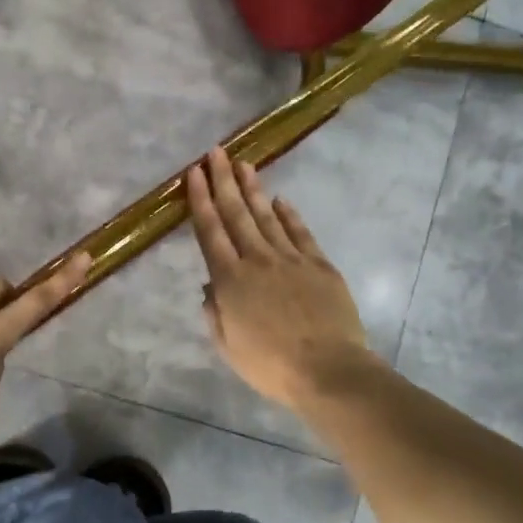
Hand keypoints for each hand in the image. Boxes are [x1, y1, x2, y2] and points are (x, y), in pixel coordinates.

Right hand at [186, 147, 373, 408]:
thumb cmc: (270, 366)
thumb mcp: (228, 346)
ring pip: (266, 216)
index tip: (194, 174)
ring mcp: (291, 259)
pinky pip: (300, 233)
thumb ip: (215, 314)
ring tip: (243, 164)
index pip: (210, 232)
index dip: (200, 201)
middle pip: (236, 214)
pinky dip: (289, 214)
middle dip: (223, 181)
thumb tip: (211, 288)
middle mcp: (257, 260)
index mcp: (229, 280)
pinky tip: (280, 200)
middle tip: (215, 152)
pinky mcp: (319, 265)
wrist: (328, 370)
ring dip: (253, 189)